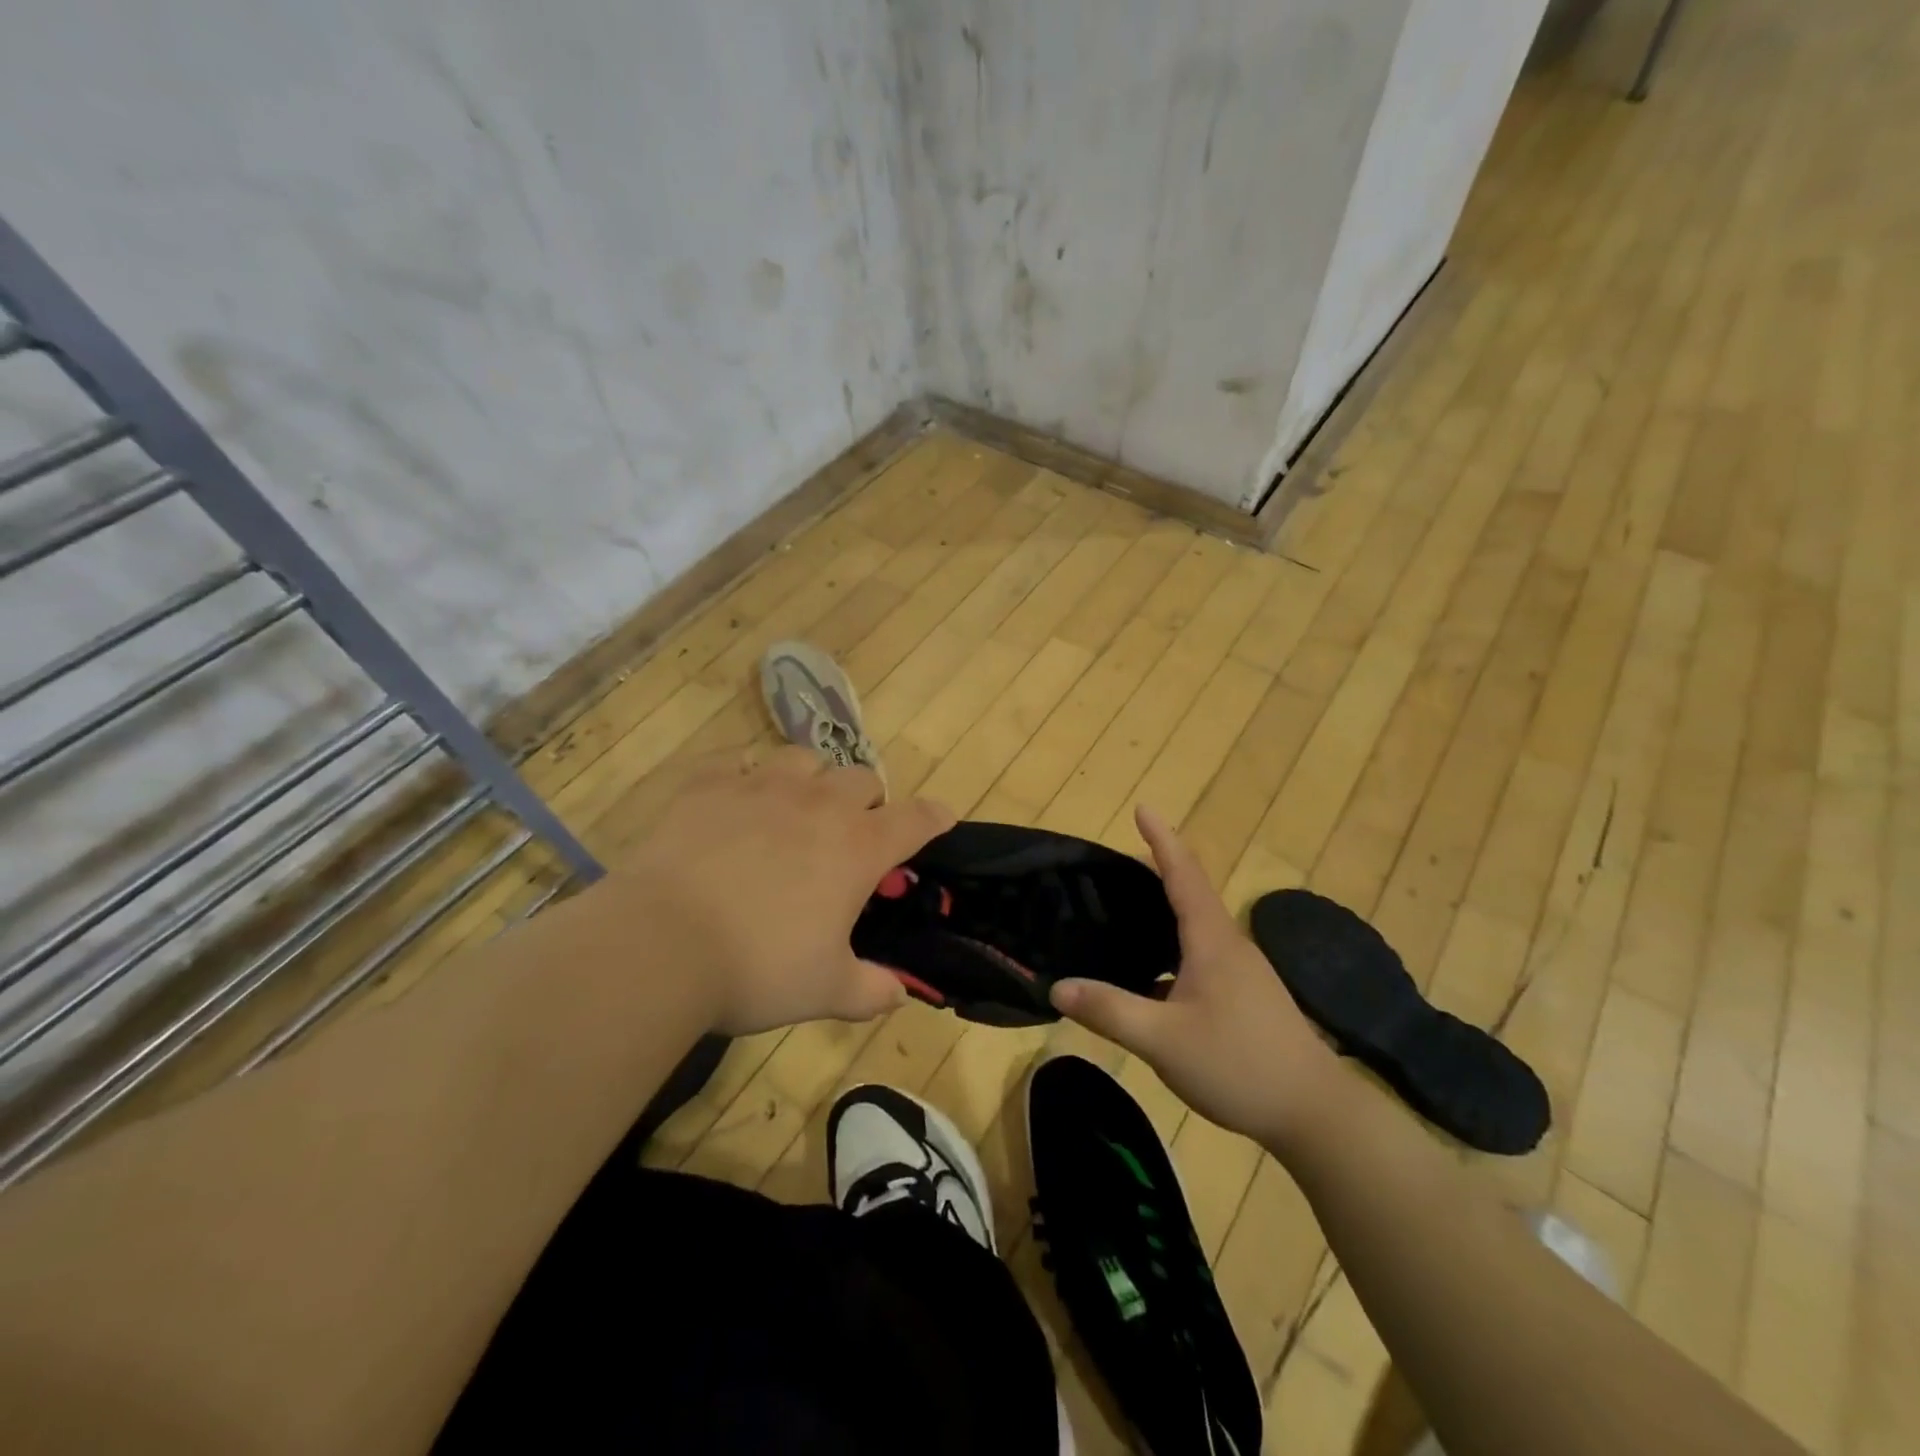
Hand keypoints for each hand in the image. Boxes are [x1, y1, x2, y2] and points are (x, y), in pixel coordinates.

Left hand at [617, 746, 955, 1034]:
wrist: (660, 945)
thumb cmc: (757, 968)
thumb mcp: (826, 991)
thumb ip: (871, 991)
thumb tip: (898, 995)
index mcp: (857, 847)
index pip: (915, 819)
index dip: (934, 817)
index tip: (942, 818)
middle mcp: (817, 804)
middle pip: (863, 778)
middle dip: (868, 801)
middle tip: (852, 833)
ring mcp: (760, 786)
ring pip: (804, 759)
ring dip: (812, 779)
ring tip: (797, 808)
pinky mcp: (707, 786)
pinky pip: (735, 760)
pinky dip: (744, 774)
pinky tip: (736, 797)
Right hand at [1048, 807, 1344, 1151]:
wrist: (1316, 1114)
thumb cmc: (1239, 1065)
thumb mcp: (1163, 1041)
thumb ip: (1109, 1011)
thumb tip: (1057, 987)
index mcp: (1211, 941)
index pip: (1183, 873)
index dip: (1162, 838)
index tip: (1142, 807)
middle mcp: (1229, 945)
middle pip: (1189, 893)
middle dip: (1155, 871)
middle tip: (1112, 868)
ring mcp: (1242, 972)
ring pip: (1195, 928)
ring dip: (1163, 912)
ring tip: (1124, 915)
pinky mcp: (1245, 997)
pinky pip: (1199, 956)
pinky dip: (1171, 949)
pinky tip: (1150, 978)